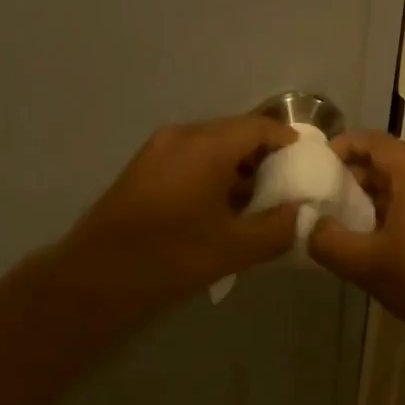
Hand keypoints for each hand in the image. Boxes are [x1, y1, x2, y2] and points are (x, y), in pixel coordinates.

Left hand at [61, 115, 299, 308]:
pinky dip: (212, 177)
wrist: (97, 277)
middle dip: (264, 159)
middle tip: (286, 188)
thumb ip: (277, 228)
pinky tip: (221, 211)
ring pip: (210, 149)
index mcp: (206, 145)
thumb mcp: (235, 248)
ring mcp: (156, 151)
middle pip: (234, 134)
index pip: (259, 127)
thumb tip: (300, 213)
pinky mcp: (142, 170)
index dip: (288, 142)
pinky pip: (188, 162)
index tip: (307, 165)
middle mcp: (180, 137)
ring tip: (257, 205)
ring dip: (236, 171)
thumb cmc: (171, 257)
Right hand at [307, 132, 404, 343]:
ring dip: (374, 197)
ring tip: (347, 222)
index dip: (344, 145)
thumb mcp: (363, 264)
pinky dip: (395, 212)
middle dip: (356, 176)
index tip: (318, 163)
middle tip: (326, 197)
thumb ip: (326, 241)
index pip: (375, 142)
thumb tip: (312, 225)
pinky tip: (379, 242)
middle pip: (390, 163)